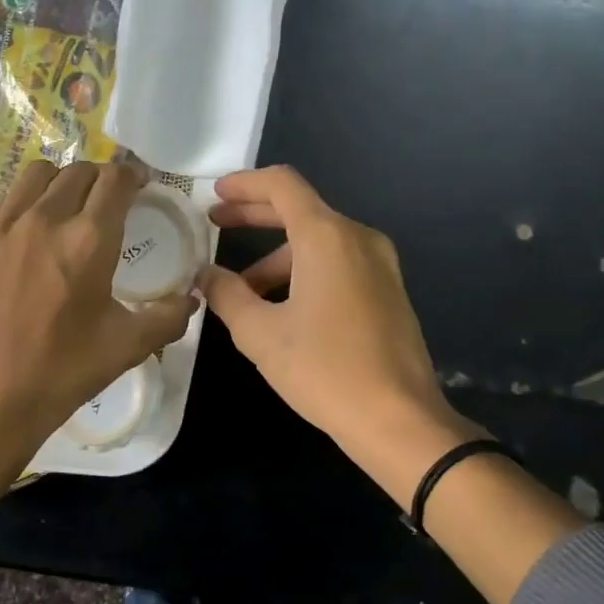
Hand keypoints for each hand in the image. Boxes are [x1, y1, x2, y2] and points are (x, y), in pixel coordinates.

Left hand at [0, 161, 195, 572]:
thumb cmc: (63, 372)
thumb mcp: (128, 346)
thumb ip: (168, 316)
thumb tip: (193, 298)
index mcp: (88, 241)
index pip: (115, 180)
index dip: (133, 175)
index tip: (140, 185)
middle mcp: (43, 219)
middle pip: (76, 170)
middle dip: (99, 177)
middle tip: (109, 200)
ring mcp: (0, 228)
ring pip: (35, 175)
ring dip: (60, 181)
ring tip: (68, 206)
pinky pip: (4, 201)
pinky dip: (25, 202)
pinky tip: (29, 233)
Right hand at [198, 166, 481, 497]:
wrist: (398, 419)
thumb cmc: (324, 370)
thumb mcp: (260, 334)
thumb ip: (227, 295)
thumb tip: (205, 275)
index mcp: (327, 237)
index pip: (282, 185)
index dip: (244, 184)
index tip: (214, 195)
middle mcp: (358, 239)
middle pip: (301, 211)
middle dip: (255, 216)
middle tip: (216, 225)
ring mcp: (381, 265)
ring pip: (319, 244)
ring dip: (277, 258)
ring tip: (242, 292)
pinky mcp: (389, 292)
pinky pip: (339, 265)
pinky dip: (305, 273)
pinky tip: (282, 307)